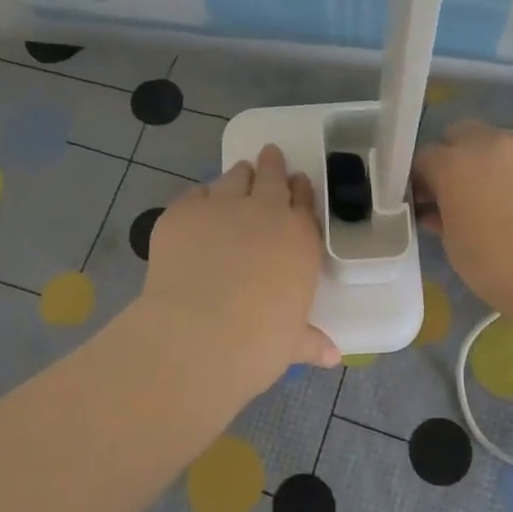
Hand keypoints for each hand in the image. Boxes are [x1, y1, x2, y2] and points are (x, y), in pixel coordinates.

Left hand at [138, 145, 339, 401]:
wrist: (199, 335)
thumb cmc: (259, 343)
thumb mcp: (291, 342)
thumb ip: (309, 339)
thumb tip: (331, 356)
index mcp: (299, 239)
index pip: (304, 202)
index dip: (301, 190)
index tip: (297, 182)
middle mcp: (264, 213)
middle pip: (272, 177)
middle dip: (273, 166)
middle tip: (271, 155)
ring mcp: (221, 207)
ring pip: (234, 178)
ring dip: (239, 175)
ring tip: (238, 174)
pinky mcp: (181, 213)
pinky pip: (194, 194)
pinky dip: (200, 198)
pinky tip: (197, 206)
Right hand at [413, 121, 512, 310]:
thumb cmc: (494, 262)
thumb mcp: (453, 243)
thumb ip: (441, 216)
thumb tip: (437, 210)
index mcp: (452, 163)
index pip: (424, 157)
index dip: (420, 178)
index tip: (424, 200)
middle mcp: (487, 144)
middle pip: (460, 134)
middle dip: (454, 154)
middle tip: (458, 189)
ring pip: (496, 143)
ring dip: (488, 161)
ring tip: (496, 197)